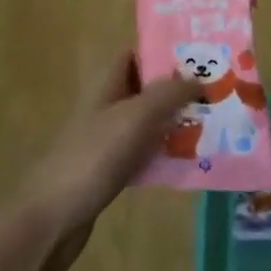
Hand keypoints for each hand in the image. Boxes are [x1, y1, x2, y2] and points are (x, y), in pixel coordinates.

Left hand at [16, 52, 197, 270]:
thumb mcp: (137, 115)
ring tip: (215, 121)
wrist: (51, 219)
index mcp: (107, 83)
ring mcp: (107, 138)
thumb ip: (170, 92)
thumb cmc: (93, 156)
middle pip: (148, 88)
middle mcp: (107, 105)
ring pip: (149, 121)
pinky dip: (165, 152)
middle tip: (218, 90)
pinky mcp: (110, 169)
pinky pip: (145, 152)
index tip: (203, 54)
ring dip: (176, 121)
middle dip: (180, 88)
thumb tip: (201, 78)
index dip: (166, 50)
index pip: (138, 53)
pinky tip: (191, 159)